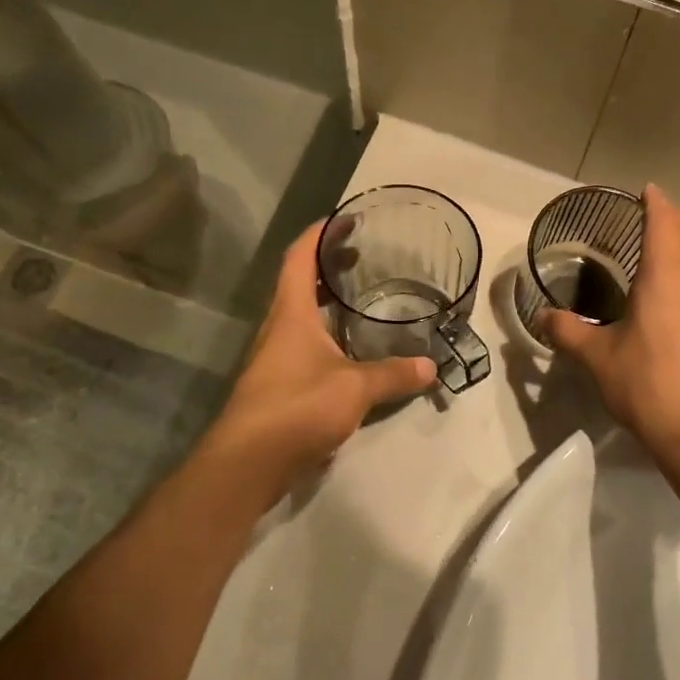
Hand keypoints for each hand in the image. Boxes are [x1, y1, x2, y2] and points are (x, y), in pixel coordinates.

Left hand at [206, 223, 434, 490]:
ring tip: (361, 294)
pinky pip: (304, 343)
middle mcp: (279, 327)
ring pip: (301, 314)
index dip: (319, 232)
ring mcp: (275, 356)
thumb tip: (431, 366)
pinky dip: (327, 332)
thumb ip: (393, 375)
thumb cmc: (297, 408)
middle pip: (299, 281)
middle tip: (363, 254)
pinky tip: (351, 347)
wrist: (248, 462)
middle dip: (328, 264)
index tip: (345, 217)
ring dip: (326, 299)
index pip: (299, 256)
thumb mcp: (354, 389)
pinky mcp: (278, 383)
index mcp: (291, 313)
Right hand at [541, 185, 679, 471]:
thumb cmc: (649, 386)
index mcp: (668, 277)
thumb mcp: (598, 359)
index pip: (665, 222)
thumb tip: (541, 317)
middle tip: (656, 217)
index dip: (655, 202)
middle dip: (679, 217)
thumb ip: (568, 333)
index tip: (645, 191)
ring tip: (667, 260)